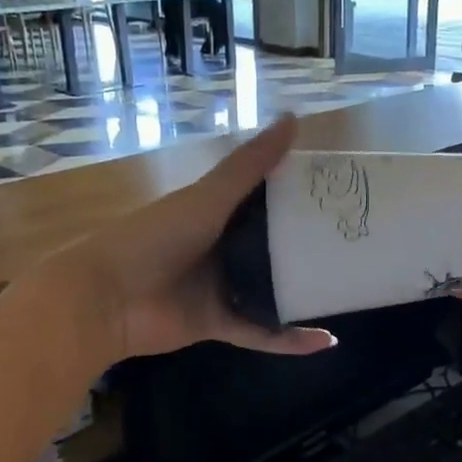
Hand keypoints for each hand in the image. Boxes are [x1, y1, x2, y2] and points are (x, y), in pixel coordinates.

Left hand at [53, 116, 336, 365]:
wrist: (106, 299)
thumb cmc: (154, 238)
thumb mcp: (207, 199)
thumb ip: (249, 166)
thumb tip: (294, 119)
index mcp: (216, 211)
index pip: (265, 199)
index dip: (299, 195)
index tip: (340, 194)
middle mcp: (221, 247)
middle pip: (272, 247)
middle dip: (308, 247)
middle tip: (355, 244)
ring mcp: (219, 287)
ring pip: (271, 290)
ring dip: (304, 293)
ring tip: (348, 291)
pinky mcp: (218, 324)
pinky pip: (262, 332)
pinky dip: (289, 339)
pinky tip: (325, 341)